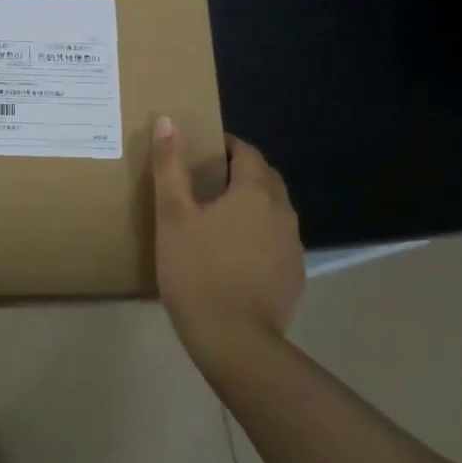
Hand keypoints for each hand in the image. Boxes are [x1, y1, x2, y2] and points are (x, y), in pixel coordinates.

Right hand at [151, 118, 304, 369]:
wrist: (235, 342)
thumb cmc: (197, 271)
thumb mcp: (172, 215)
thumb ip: (170, 165)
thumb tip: (167, 120)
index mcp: (255, 191)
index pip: (247, 151)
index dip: (225, 145)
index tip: (200, 151)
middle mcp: (282, 212)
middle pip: (265, 178)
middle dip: (240, 171)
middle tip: (205, 181)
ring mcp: (292, 246)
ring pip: (273, 209)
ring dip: (251, 203)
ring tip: (217, 216)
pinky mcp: (294, 275)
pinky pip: (276, 239)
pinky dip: (258, 233)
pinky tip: (233, 253)